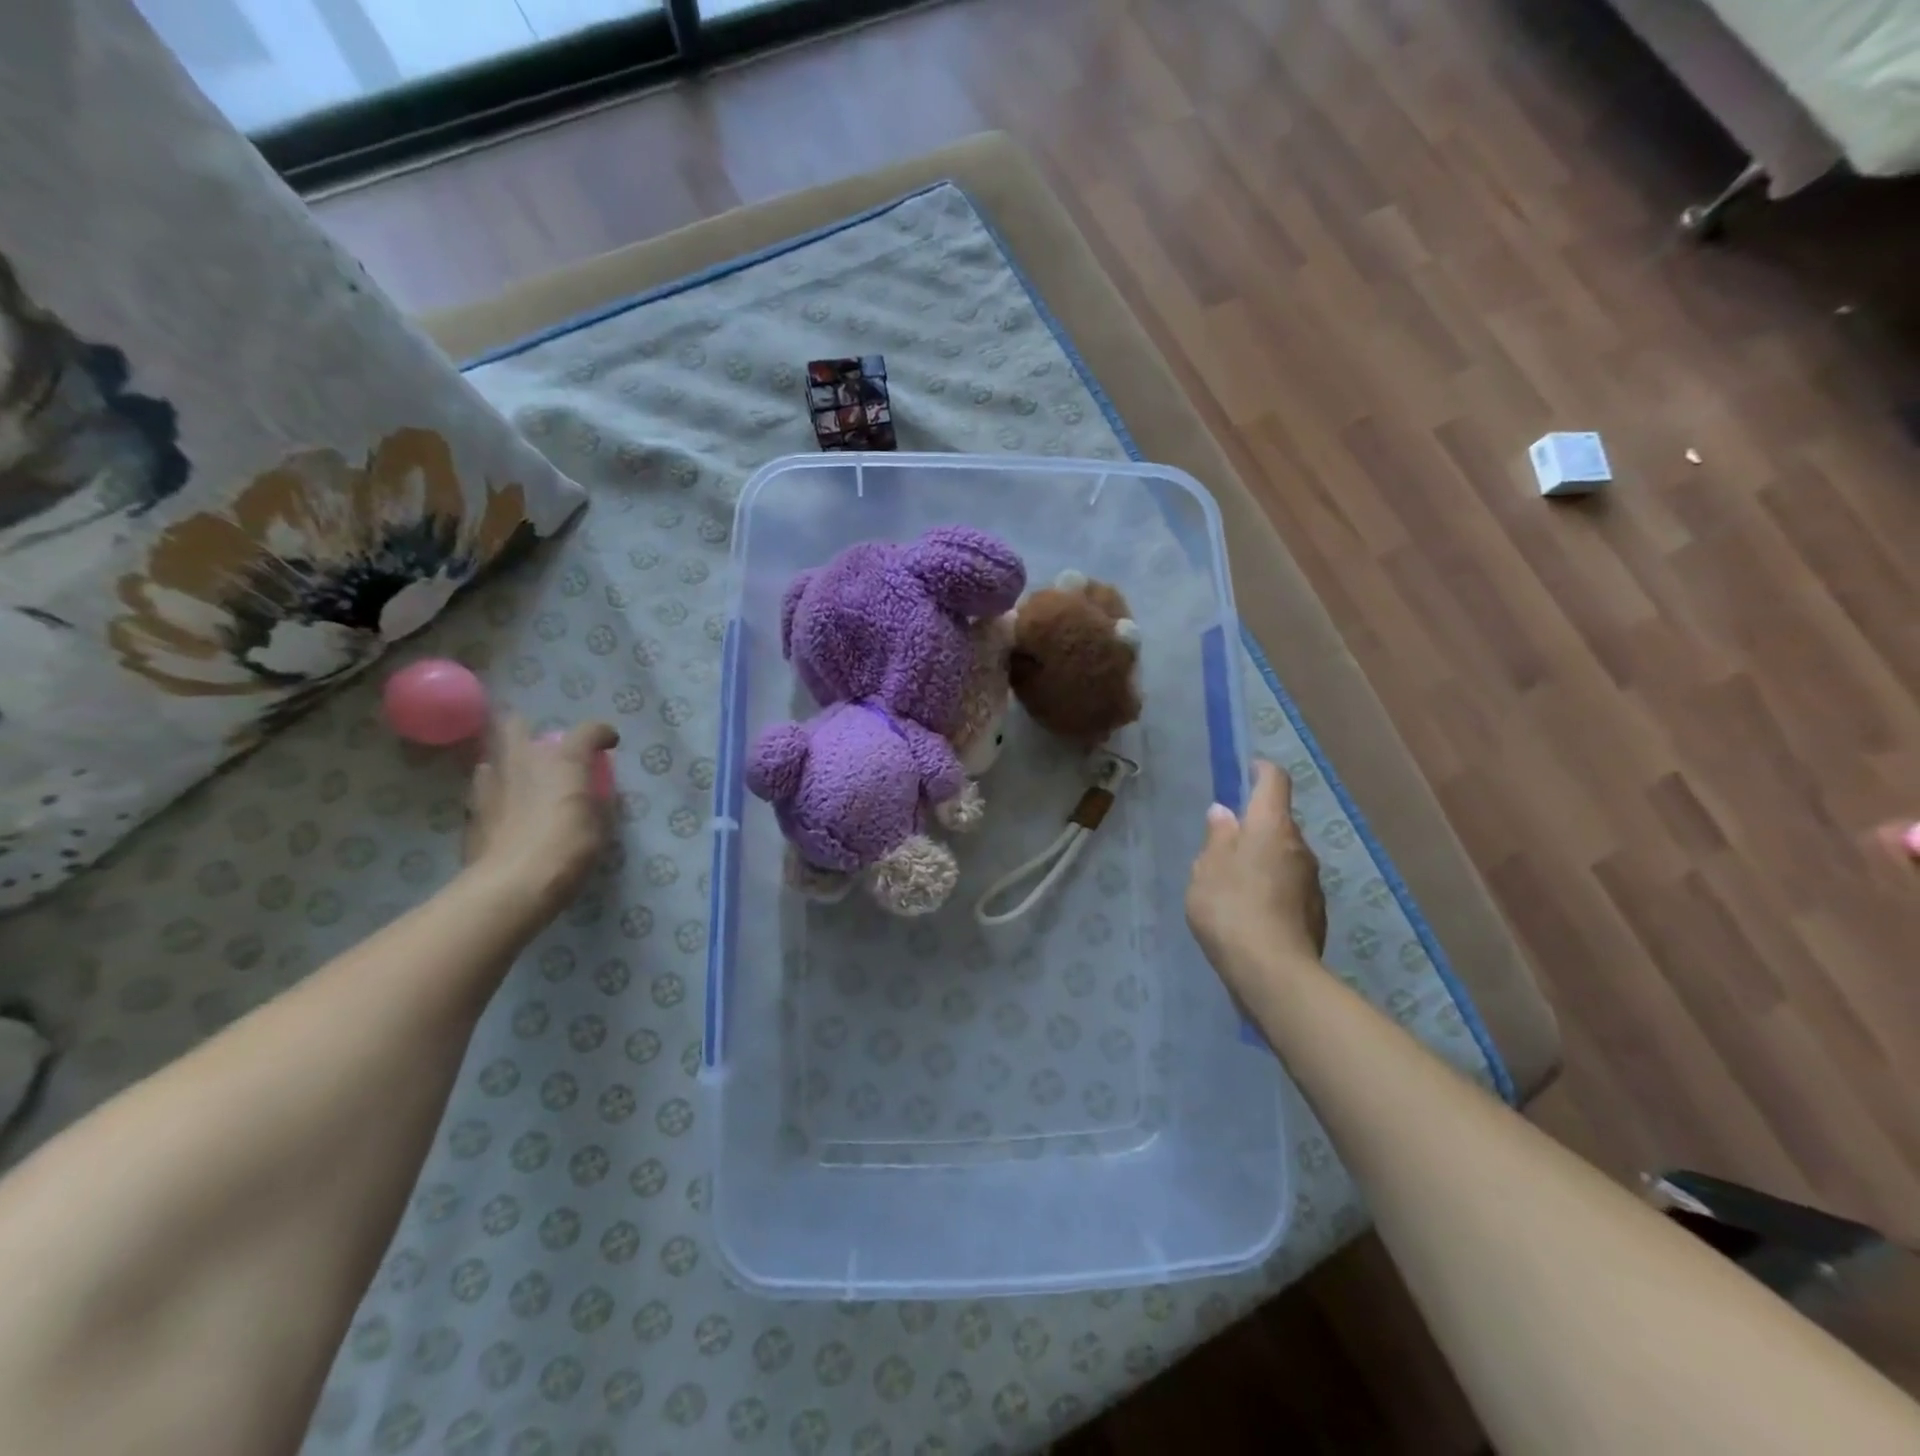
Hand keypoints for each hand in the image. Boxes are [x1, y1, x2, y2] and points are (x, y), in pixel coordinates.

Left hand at [465, 716, 617, 921]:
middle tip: (546, 752)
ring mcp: (490, 782)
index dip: (602, 734)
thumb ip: (596, 802)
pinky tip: (506, 810)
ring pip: (494, 755)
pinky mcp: (470, 809)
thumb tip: (591, 796)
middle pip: (517, 724)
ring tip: (522, 782)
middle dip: (530, 731)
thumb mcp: (600, 826)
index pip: (588, 731)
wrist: (511, 885)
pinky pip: (484, 788)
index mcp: (563, 760)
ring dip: (509, 763)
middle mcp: (524, 760)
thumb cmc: (568, 849)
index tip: (609, 744)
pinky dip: (496, 792)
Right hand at [1186, 760, 1327, 986]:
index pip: (1274, 782)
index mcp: (1271, 827)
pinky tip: (1250, 914)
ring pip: (1284, 857)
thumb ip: (1217, 838)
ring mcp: (1312, 881)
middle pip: (1278, 823)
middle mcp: (1299, 846)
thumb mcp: (1206, 869)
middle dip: (1254, 827)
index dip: (1261, 771)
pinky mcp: (1315, 913)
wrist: (1273, 972)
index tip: (1246, 771)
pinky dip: (1271, 890)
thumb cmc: (1230, 908)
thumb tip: (1225, 814)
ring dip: (1262, 861)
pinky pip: (1289, 887)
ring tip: (1232, 886)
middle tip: (1222, 846)